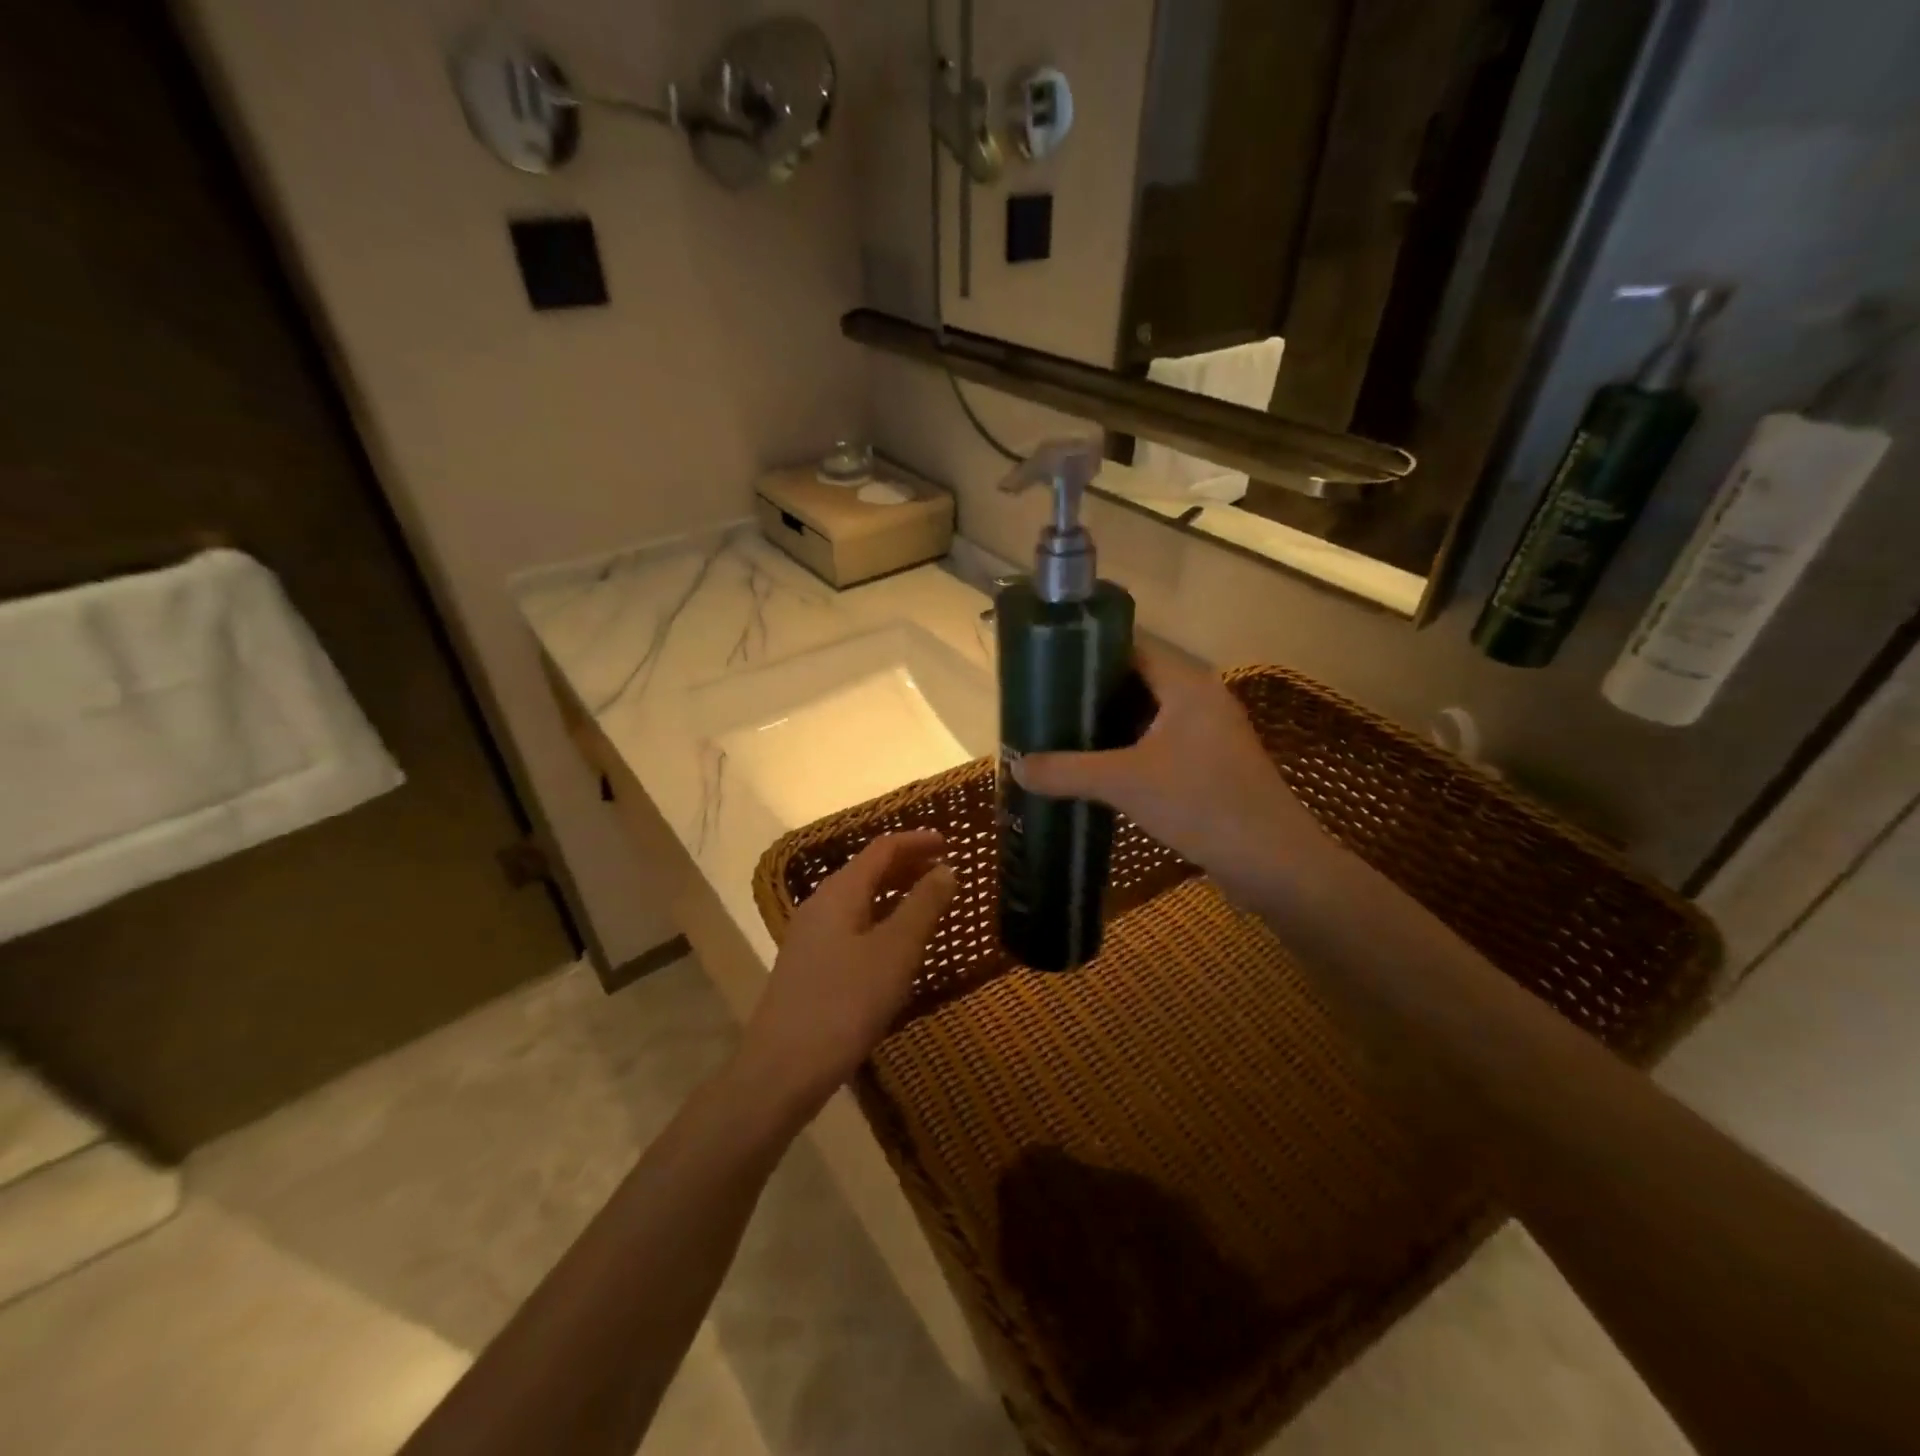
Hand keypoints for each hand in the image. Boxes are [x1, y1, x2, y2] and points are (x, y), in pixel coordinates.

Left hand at [736, 830, 955, 1118]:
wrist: (782, 1068)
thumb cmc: (845, 1002)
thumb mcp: (895, 952)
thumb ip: (923, 906)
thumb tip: (947, 868)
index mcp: (840, 892)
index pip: (882, 849)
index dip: (916, 841)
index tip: (949, 843)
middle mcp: (821, 904)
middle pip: (868, 870)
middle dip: (906, 865)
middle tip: (944, 870)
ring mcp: (810, 936)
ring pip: (859, 900)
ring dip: (894, 894)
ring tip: (928, 902)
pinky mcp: (810, 965)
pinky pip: (852, 926)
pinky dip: (880, 920)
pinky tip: (896, 945)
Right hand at [1013, 644, 1318, 907]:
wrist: (1271, 861)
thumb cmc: (1199, 803)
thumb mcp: (1123, 783)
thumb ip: (1066, 771)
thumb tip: (1016, 766)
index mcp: (1186, 683)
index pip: (1130, 647)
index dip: (1088, 653)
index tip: (1046, 667)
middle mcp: (1201, 698)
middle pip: (1137, 682)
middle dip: (1092, 695)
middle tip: (1045, 705)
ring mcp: (1211, 732)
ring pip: (1149, 717)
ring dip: (1110, 727)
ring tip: (1062, 735)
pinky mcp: (1213, 764)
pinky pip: (1161, 744)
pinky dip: (1130, 751)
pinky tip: (1099, 769)